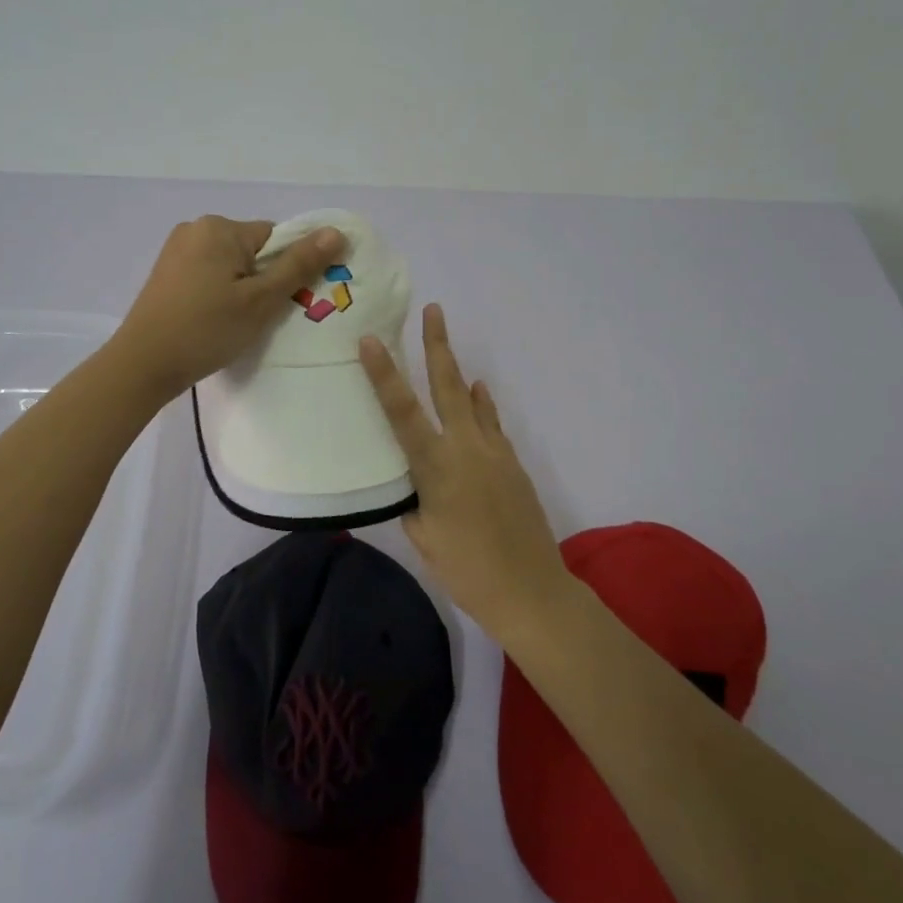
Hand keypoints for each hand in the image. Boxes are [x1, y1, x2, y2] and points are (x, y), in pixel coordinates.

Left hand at [112, 215, 343, 399]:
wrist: (143, 364)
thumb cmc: (206, 329)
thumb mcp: (260, 300)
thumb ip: (299, 265)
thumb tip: (335, 232)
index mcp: (219, 227)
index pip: (275, 238)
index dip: (285, 270)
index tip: (280, 302)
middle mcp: (196, 228)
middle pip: (252, 250)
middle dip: (262, 280)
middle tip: (257, 317)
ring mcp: (177, 250)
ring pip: (231, 264)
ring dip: (241, 288)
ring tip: (234, 322)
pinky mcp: (166, 272)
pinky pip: (209, 273)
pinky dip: (219, 293)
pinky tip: (214, 319)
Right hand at [359, 304, 573, 641]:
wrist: (532, 591)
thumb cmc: (467, 570)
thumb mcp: (423, 537)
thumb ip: (413, 501)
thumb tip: (412, 482)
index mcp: (436, 467)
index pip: (402, 412)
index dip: (384, 374)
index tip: (370, 340)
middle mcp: (466, 448)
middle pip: (448, 386)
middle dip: (437, 345)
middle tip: (432, 310)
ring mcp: (494, 452)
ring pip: (473, 400)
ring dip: (457, 370)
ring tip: (444, 343)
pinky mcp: (512, 463)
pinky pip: (492, 423)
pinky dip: (482, 405)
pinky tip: (478, 392)